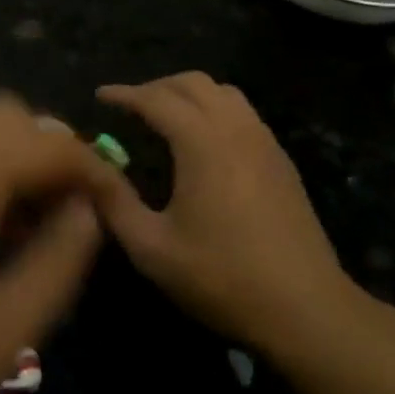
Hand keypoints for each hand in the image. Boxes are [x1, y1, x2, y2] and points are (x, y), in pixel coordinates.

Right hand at [91, 73, 367, 351]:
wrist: (305, 309)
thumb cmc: (221, 277)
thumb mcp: (151, 247)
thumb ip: (114, 201)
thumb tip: (89, 167)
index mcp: (203, 144)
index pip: (158, 99)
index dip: (125, 94)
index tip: (100, 95)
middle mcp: (238, 131)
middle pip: (195, 84)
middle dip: (157, 86)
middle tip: (129, 106)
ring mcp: (266, 144)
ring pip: (225, 94)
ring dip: (190, 94)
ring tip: (164, 116)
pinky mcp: (282, 163)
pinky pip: (245, 115)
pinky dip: (215, 110)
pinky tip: (202, 143)